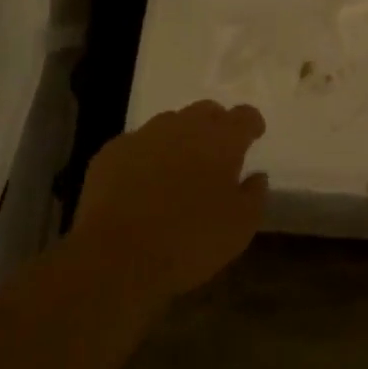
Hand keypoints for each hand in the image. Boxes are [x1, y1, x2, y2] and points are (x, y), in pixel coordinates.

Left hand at [72, 101, 267, 304]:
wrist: (115, 257)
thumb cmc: (189, 242)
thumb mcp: (239, 229)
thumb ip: (253, 195)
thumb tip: (256, 176)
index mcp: (220, 141)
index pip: (244, 116)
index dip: (252, 123)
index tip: (254, 135)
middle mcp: (183, 127)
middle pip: (206, 111)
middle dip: (216, 125)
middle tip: (218, 152)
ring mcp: (144, 136)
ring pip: (170, 123)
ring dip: (180, 138)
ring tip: (179, 167)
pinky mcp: (112, 152)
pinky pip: (137, 144)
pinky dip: (147, 156)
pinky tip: (142, 182)